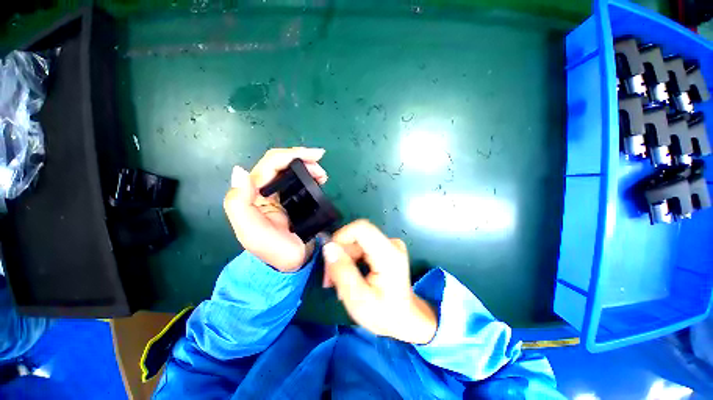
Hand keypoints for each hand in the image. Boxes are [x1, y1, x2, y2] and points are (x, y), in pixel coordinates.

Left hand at [224, 147, 327, 271]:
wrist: (289, 263)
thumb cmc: (272, 249)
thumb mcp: (251, 231)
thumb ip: (239, 203)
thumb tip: (240, 170)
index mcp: (252, 193)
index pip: (270, 164)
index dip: (291, 155)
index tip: (315, 155)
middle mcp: (264, 189)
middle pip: (281, 163)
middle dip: (302, 159)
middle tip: (321, 167)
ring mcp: (279, 193)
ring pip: (291, 169)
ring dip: (307, 166)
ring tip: (322, 175)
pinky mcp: (291, 199)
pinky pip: (299, 180)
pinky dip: (309, 175)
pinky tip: (318, 179)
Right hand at [322, 220, 437, 344]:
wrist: (405, 318)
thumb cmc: (384, 313)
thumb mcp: (358, 300)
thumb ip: (342, 272)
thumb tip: (328, 247)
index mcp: (389, 254)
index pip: (360, 228)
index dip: (340, 238)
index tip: (330, 259)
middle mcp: (391, 243)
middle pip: (356, 235)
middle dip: (339, 253)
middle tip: (330, 278)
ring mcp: (389, 244)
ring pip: (356, 241)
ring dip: (343, 258)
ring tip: (339, 281)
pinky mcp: (385, 247)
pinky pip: (360, 246)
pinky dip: (350, 258)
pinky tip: (349, 275)